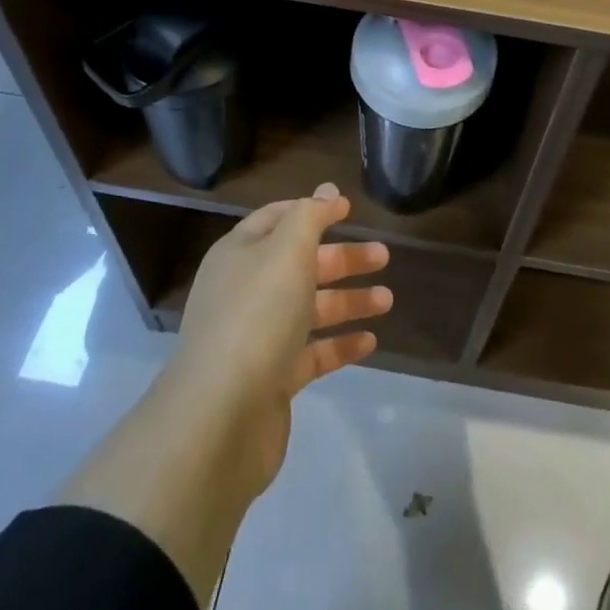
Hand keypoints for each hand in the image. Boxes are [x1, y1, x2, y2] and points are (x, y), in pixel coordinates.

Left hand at [56, 186, 391, 606]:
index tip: (349, 208)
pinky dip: (340, 344)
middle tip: (383, 256)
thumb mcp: (286, 251)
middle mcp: (246, 291)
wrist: (219, 418)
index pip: (277, 219)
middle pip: (300, 264)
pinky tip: (370, 342)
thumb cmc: (256, 316)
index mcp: (241, 254)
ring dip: (348, 300)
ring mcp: (257, 337)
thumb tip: (326, 190)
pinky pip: (311, 353)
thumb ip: (310, 216)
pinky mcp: (271, 379)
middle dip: (342, 258)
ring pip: (310, 309)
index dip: (313, 210)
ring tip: (389, 300)